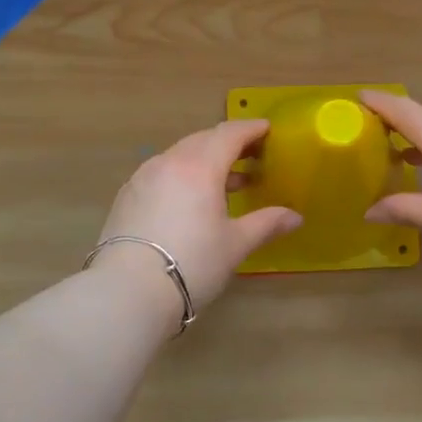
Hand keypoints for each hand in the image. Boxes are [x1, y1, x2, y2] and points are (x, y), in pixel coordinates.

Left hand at [94, 120, 302, 317]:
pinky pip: (161, 172)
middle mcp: (169, 162)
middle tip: (250, 154)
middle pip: (203, 140)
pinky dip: (182, 175)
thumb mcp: (235, 245)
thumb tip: (295, 217)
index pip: (229, 134)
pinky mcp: (126, 196)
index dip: (250, 129)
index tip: (267, 130)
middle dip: (228, 143)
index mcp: (200, 167)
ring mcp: (143, 177)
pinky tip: (190, 199)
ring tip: (226, 182)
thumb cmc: (192, 264)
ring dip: (204, 160)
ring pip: (179, 155)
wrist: (127, 291)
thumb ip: (266, 224)